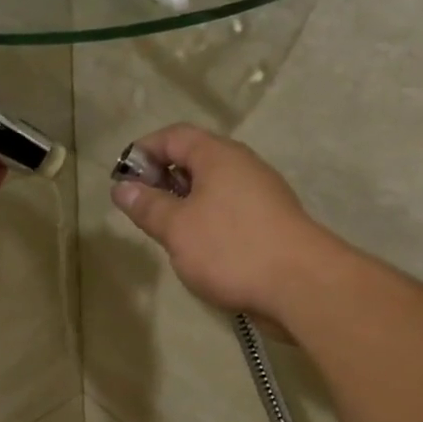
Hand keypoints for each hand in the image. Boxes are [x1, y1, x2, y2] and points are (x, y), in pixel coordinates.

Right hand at [109, 124, 322, 320]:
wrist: (300, 285)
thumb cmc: (230, 248)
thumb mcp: (177, 227)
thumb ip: (147, 206)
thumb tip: (122, 188)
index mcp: (218, 156)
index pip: (174, 136)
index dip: (144, 151)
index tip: (121, 179)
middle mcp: (242, 167)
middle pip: (194, 160)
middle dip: (162, 179)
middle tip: (139, 209)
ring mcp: (259, 195)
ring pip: (211, 188)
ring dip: (183, 204)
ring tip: (163, 232)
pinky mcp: (268, 223)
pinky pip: (227, 211)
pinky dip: (204, 221)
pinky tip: (195, 249)